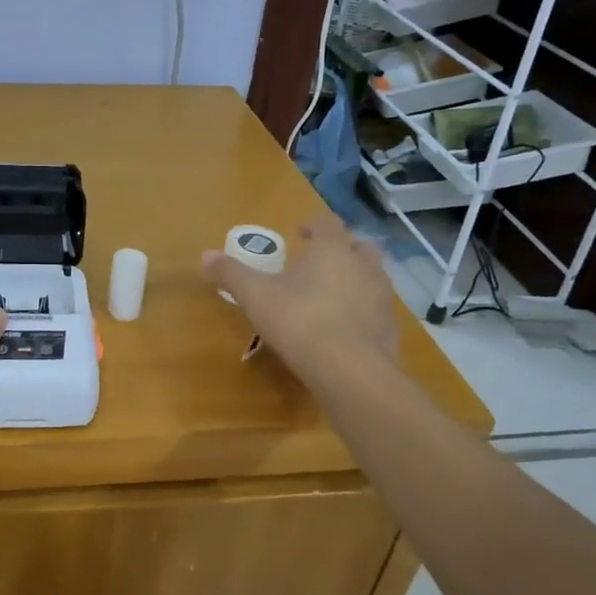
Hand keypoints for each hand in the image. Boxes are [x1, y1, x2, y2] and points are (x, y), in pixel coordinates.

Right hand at [201, 217, 398, 386]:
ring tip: (332, 293)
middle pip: (359, 245)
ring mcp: (382, 297)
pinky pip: (377, 309)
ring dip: (355, 278)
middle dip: (341, 248)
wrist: (351, 371)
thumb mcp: (256, 296)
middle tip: (320, 260)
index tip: (300, 232)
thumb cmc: (300, 321)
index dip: (313, 225)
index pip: (328, 223)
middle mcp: (363, 266)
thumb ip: (232, 274)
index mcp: (332, 250)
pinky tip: (344, 327)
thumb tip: (205, 255)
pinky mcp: (390, 328)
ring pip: (373, 276)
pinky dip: (362, 310)